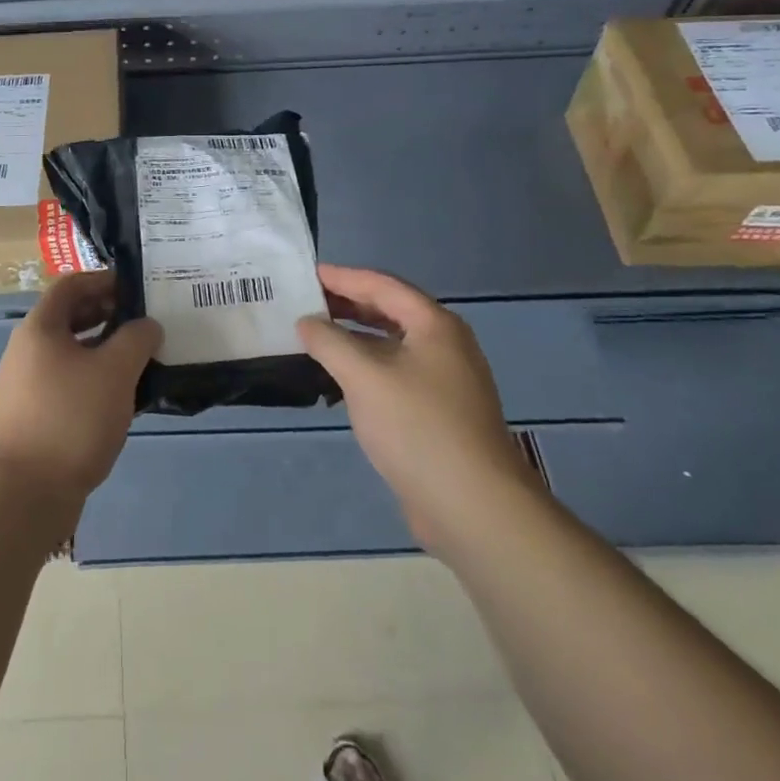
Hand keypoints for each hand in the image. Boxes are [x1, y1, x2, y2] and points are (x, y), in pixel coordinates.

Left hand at [0, 272, 161, 506]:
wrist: (25, 494)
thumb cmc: (71, 418)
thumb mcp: (115, 371)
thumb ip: (136, 339)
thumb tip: (147, 326)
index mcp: (39, 328)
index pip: (71, 285)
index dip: (103, 280)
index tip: (137, 289)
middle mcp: (25, 350)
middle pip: (69, 318)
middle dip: (107, 316)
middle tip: (144, 324)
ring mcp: (24, 386)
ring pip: (69, 353)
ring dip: (103, 351)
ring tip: (139, 362)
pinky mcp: (30, 417)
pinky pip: (65, 383)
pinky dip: (92, 380)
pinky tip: (120, 400)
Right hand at [297, 265, 537, 556]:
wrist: (473, 506)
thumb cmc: (417, 427)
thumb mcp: (363, 376)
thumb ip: (329, 341)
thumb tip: (307, 322)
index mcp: (435, 325)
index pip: (382, 285)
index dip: (343, 277)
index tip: (307, 273)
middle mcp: (445, 345)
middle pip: (390, 311)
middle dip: (347, 305)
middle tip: (306, 301)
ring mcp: (445, 381)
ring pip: (392, 345)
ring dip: (354, 337)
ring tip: (315, 336)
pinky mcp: (439, 413)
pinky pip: (396, 373)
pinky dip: (366, 366)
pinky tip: (339, 379)